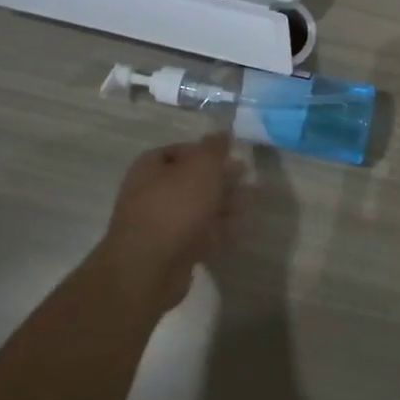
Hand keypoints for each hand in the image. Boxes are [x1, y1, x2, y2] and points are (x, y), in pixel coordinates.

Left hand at [98, 132, 242, 314]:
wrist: (149, 267)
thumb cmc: (175, 207)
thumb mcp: (201, 167)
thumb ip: (214, 148)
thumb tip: (222, 133)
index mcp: (151, 167)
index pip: (181, 150)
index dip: (208, 151)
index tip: (233, 155)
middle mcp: (151, 192)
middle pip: (191, 180)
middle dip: (220, 179)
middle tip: (247, 178)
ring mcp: (161, 224)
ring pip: (198, 208)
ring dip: (224, 203)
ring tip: (250, 202)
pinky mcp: (172, 250)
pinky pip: (200, 233)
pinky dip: (220, 228)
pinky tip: (241, 226)